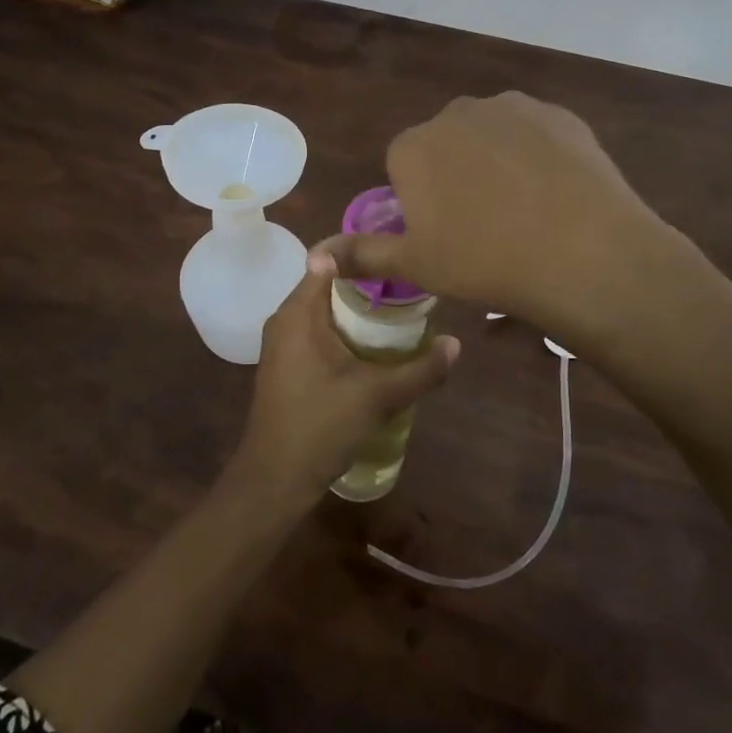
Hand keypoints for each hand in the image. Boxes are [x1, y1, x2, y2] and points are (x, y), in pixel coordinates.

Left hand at [228, 247, 458, 509]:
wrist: (274, 480)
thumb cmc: (320, 426)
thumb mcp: (377, 396)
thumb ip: (420, 370)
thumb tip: (457, 345)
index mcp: (298, 313)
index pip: (327, 260)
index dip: (361, 252)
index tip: (396, 252)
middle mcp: (285, 319)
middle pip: (328, 283)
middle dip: (367, 283)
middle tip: (408, 283)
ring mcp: (283, 343)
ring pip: (324, 309)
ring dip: (357, 309)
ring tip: (400, 309)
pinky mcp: (287, 364)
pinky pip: (318, 330)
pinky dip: (344, 329)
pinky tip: (374, 345)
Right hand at [331, 92, 678, 335]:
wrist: (581, 252)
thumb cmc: (483, 262)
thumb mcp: (415, 265)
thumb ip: (360, 255)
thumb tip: (312, 259)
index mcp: (413, 147)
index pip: (404, 166)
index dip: (421, 201)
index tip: (445, 234)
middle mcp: (456, 113)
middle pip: (446, 145)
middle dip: (456, 175)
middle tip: (484, 225)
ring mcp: (511, 107)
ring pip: (491, 135)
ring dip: (496, 161)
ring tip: (525, 210)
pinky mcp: (558, 113)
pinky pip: (535, 133)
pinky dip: (538, 156)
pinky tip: (555, 192)